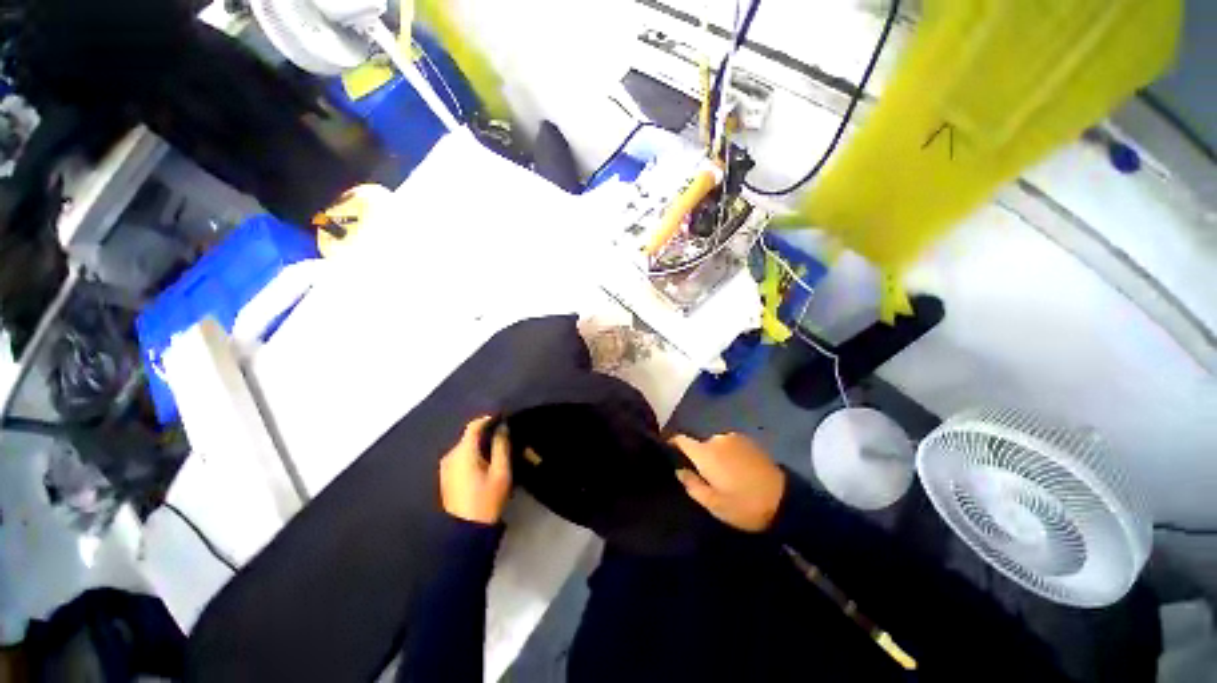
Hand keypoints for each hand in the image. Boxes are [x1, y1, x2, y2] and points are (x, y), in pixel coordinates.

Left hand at [439, 416, 512, 524]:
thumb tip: (502, 426)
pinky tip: (485, 462)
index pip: (474, 425)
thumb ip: (502, 445)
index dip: (489, 419)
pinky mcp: (446, 476)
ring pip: (465, 446)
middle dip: (486, 433)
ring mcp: (445, 467)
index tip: (504, 418)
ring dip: (480, 444)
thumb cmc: (487, 500)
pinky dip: (473, 454)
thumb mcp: (501, 472)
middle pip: (469, 436)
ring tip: (497, 449)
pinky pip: (461, 456)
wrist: (466, 531)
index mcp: (463, 452)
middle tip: (504, 435)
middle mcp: (450, 455)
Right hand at [670, 432, 785, 531]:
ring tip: (724, 476)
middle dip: (699, 458)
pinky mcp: (750, 441)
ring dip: (716, 456)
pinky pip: (730, 445)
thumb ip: (692, 484)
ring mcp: (735, 438)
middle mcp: (717, 439)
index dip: (672, 444)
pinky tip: (738, 471)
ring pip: (716, 446)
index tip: (670, 454)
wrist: (785, 501)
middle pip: (699, 445)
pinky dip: (729, 455)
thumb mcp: (713, 504)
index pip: (680, 440)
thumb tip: (680, 470)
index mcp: (705, 453)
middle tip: (705, 477)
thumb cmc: (744, 505)